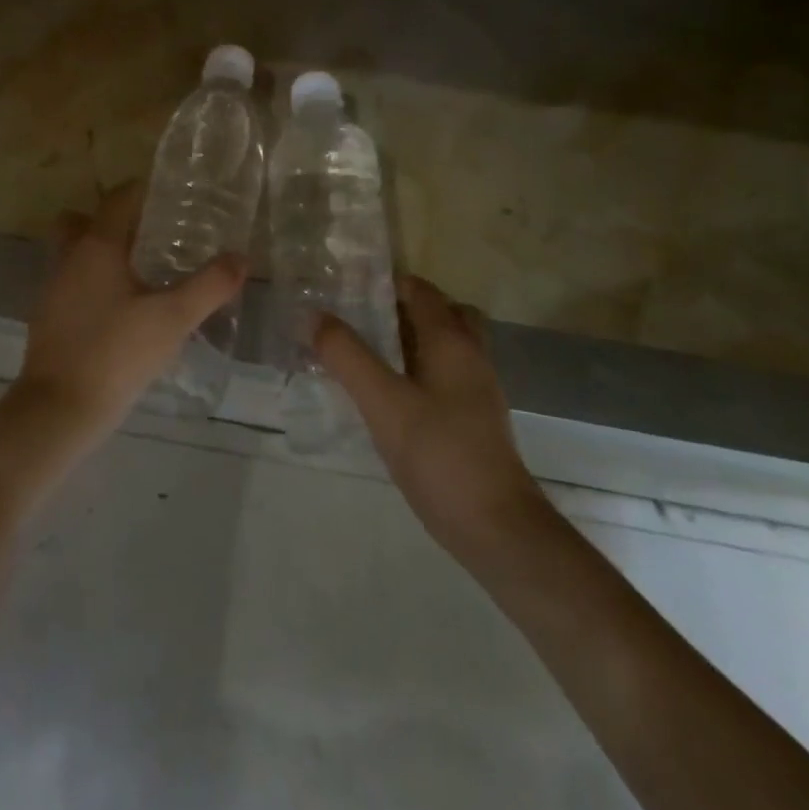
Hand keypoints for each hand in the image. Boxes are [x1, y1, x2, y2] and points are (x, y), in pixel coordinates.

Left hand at [8, 179, 245, 457]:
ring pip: (76, 255)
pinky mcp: (48, 320)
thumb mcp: (173, 319)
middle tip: (152, 235)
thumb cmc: (117, 353)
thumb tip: (240, 258)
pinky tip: (123, 312)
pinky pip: (73, 285)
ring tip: (144, 274)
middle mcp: (69, 259)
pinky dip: (95, 286)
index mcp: (96, 247)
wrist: (59, 409)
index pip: (117, 200)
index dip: (143, 191)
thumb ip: (209, 286)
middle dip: (114, 222)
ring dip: (104, 256)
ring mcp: (53, 290)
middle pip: (84, 222)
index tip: (171, 195)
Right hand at [316, 276, 548, 563]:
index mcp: (451, 341)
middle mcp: (470, 357)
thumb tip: (312, 315)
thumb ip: (345, 355)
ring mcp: (476, 390)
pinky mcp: (473, 420)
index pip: (421, 291)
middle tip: (360, 319)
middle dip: (402, 309)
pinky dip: (417, 370)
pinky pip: (443, 376)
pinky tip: (388, 395)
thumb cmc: (439, 453)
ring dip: (410, 340)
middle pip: (442, 313)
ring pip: (444, 346)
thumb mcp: (382, 401)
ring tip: (365, 354)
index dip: (386, 282)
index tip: (346, 287)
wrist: (495, 527)